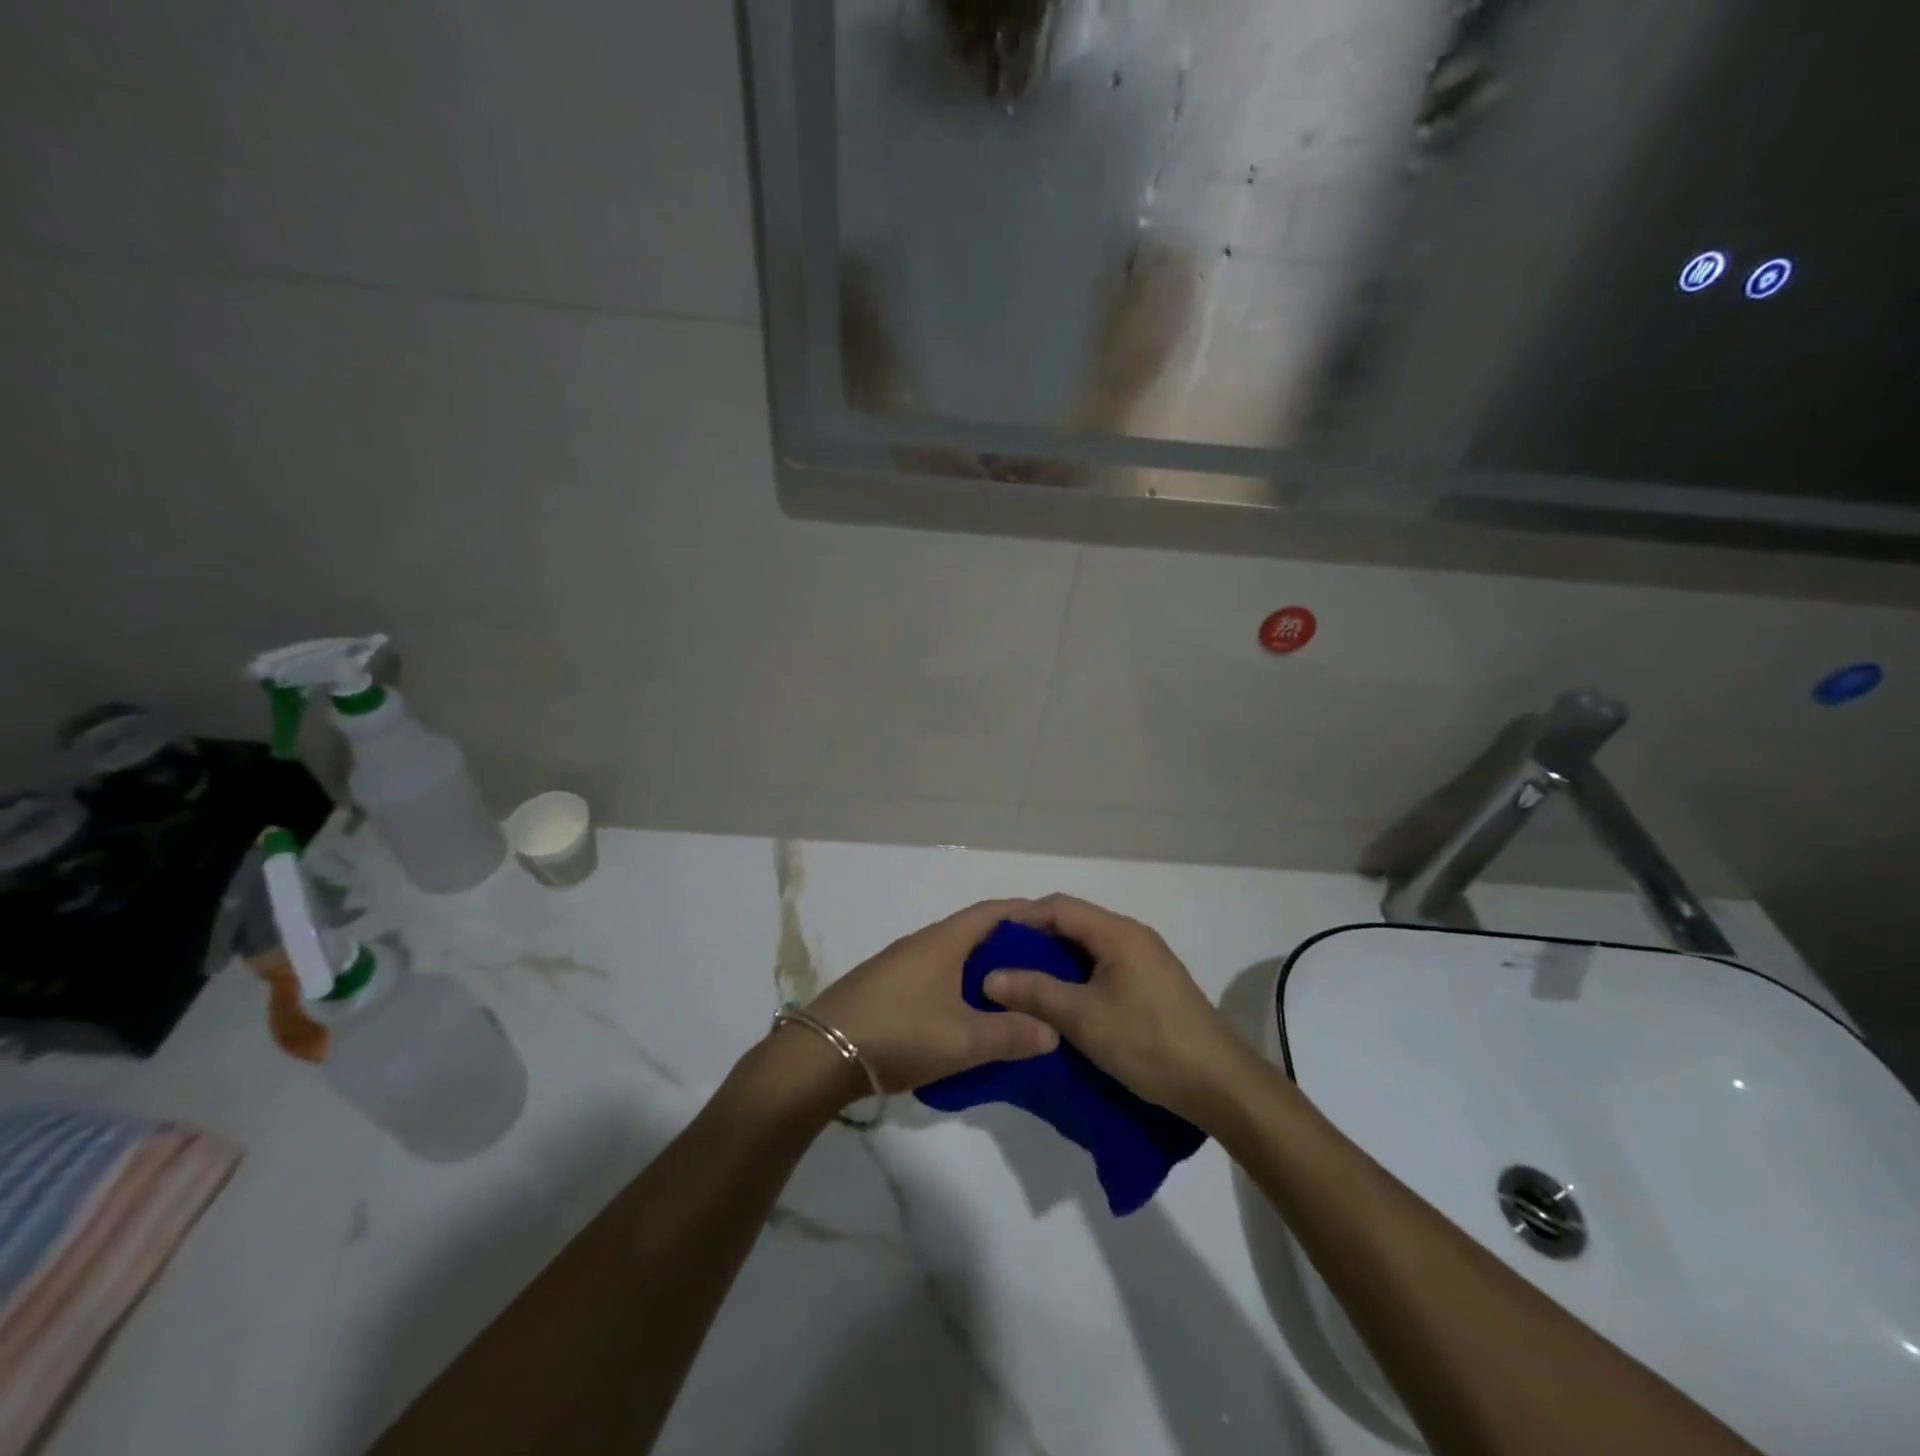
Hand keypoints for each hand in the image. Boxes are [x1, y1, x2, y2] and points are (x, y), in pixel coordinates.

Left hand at [800, 899, 1058, 1098]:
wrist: (820, 1055)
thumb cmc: (900, 1033)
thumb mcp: (963, 1040)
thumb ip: (1011, 1034)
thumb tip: (1052, 1030)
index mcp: (943, 941)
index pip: (991, 913)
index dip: (1023, 913)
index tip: (1053, 925)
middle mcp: (920, 943)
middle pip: (972, 934)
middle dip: (1008, 946)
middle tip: (1042, 968)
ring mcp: (897, 965)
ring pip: (951, 958)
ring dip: (980, 970)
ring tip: (1012, 996)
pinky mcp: (883, 988)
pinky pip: (933, 976)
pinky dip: (957, 987)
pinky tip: (966, 1015)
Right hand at [983, 894, 1252, 1125]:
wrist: (1219, 1084)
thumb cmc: (1149, 1042)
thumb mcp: (1084, 1018)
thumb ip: (1035, 992)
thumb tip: (990, 977)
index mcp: (1118, 933)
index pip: (1059, 907)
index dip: (1021, 917)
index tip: (989, 939)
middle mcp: (1133, 936)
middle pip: (1074, 924)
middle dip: (1035, 940)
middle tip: (1001, 963)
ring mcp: (1146, 960)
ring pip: (1089, 948)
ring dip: (1055, 961)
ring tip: (1022, 984)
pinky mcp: (1152, 985)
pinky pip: (1104, 968)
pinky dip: (1076, 977)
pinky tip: (1061, 1002)